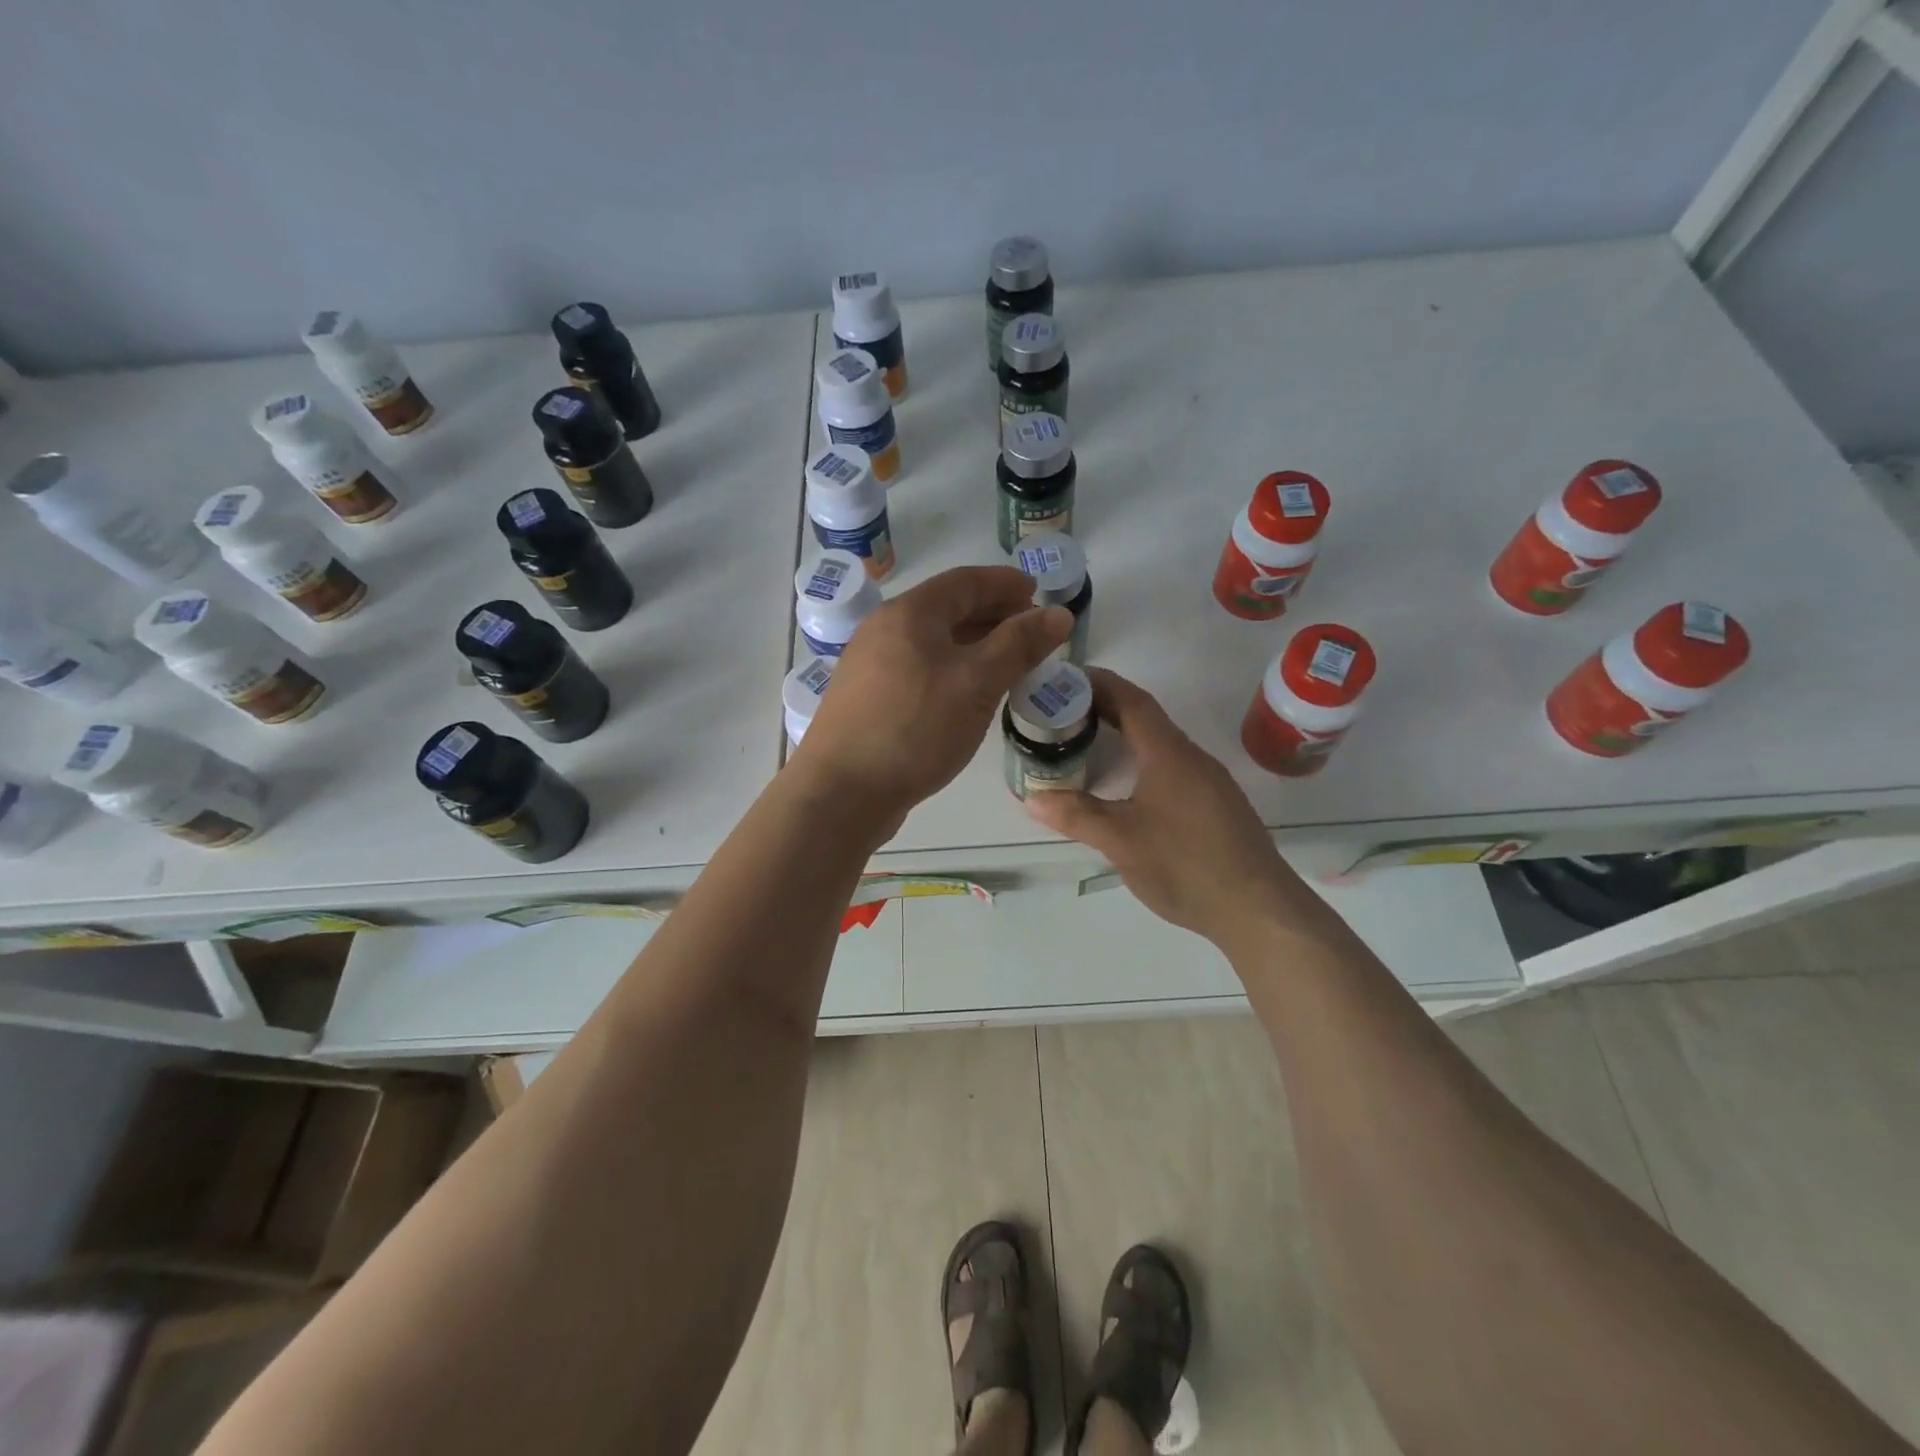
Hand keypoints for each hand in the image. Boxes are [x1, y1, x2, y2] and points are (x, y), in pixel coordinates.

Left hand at [795, 567, 1071, 834]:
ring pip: (932, 643)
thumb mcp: (977, 683)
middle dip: (992, 614)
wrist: (841, 791)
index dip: (1004, 583)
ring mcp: (871, 666)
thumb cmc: (915, 728)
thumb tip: (1058, 614)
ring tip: (1009, 663)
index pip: (964, 581)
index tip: (1038, 592)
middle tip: (1030, 630)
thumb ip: (1019, 645)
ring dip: (973, 645)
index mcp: (909, 613)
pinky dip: (951, 670)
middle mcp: (884, 630)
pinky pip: (919, 669)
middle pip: (946, 609)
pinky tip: (969, 695)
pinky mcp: (868, 700)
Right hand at [1024, 668, 1319, 948]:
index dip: (1099, 684)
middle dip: (1106, 708)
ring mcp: (1210, 782)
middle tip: (1064, 713)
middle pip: (1146, 719)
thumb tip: (1032, 798)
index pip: (1132, 701)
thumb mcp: (1121, 841)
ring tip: (1088, 745)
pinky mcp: (1218, 806)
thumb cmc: (1185, 865)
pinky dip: (1142, 762)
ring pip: (1161, 745)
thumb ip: (1076, 815)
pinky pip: (1173, 767)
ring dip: (1125, 736)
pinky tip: (1128, 787)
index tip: (1067, 678)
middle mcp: (1192, 758)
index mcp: (1168, 754)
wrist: (1258, 909)